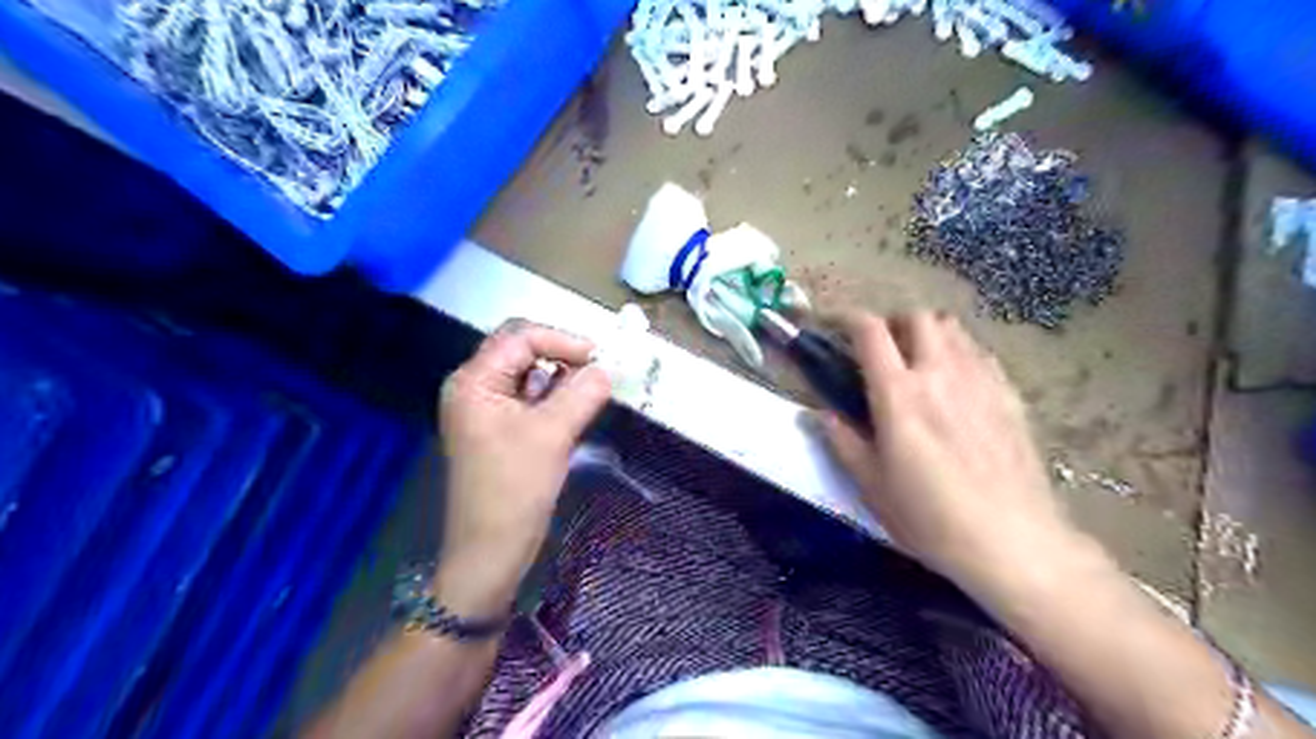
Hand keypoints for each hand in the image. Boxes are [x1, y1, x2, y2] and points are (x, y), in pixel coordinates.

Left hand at [436, 319, 609, 621]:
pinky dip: (554, 399)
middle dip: (562, 356)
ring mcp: (486, 409)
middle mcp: (475, 387)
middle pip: (522, 351)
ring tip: (590, 393)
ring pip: (529, 375)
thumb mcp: (552, 434)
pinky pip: (530, 400)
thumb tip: (609, 368)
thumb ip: (582, 393)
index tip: (600, 358)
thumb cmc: (514, 489)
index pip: (520, 337)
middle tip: (598, 371)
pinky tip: (574, 412)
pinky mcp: (499, 429)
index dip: (562, 340)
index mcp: (474, 381)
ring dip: (561, 379)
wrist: (491, 550)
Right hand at [821, 312, 1080, 593]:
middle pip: (917, 317)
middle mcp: (940, 374)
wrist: (1011, 541)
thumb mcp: (871, 485)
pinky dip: (958, 352)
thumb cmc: (929, 517)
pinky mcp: (1009, 395)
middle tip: (881, 347)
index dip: (847, 318)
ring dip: (927, 333)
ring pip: (953, 328)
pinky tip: (955, 383)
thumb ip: (842, 441)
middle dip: (893, 322)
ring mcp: (980, 380)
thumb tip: (819, 414)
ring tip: (917, 361)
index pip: (870, 332)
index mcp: (899, 394)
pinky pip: (979, 353)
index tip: (834, 324)